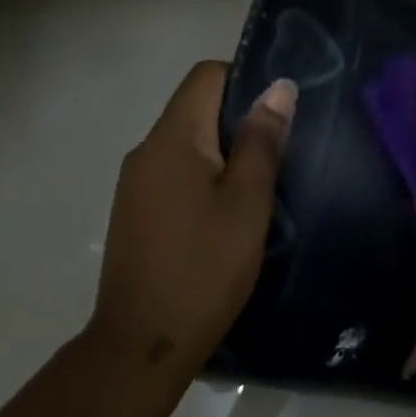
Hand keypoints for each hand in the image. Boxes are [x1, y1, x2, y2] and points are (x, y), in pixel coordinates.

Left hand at [88, 62, 295, 379]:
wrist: (143, 341)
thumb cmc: (204, 269)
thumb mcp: (247, 204)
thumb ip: (262, 142)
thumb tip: (279, 87)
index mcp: (172, 139)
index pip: (206, 76)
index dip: (246, 80)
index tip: (280, 117)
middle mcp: (145, 151)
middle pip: (196, 110)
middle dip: (240, 124)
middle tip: (280, 160)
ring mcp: (134, 185)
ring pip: (187, 147)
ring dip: (224, 157)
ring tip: (259, 193)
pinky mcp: (134, 214)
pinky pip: (174, 177)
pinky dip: (204, 183)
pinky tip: (226, 220)